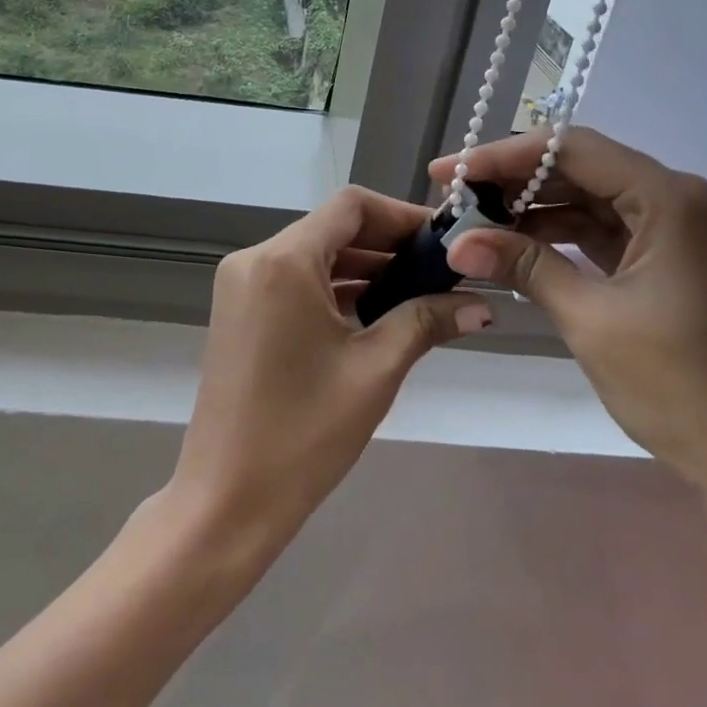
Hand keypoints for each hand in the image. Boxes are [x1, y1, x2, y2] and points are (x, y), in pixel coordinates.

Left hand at [168, 186, 491, 557]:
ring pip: (313, 254)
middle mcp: (254, 258)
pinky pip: (293, 280)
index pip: (351, 206)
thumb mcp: (374, 370)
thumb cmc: (303, 433)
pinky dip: (333, 287)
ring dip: (363, 267)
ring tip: (417, 292)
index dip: (401, 216)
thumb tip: (481, 305)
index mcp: (283, 260)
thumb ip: (425, 322)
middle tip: (440, 271)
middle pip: (332, 227)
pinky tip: (374, 312)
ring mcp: (240, 285)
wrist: (226, 500)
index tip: (443, 242)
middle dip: (387, 244)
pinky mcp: (238, 311)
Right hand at [431, 128, 706, 507]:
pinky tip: (522, 246)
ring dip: (538, 209)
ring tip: (479, 224)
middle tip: (456, 199)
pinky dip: (567, 235)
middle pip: (585, 168)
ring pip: (596, 199)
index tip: (448, 172)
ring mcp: (687, 231)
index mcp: (672, 199)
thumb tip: (456, 241)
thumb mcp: (589, 318)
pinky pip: (613, 230)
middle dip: (516, 182)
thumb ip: (523, 266)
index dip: (502, 156)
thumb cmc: (679, 387)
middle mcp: (686, 199)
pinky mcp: (681, 261)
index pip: (572, 150)